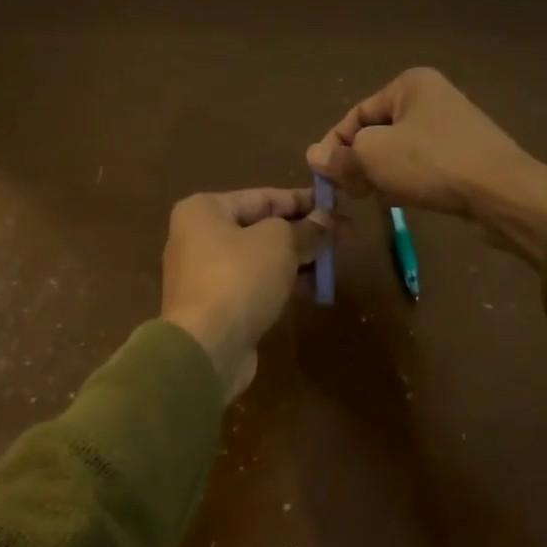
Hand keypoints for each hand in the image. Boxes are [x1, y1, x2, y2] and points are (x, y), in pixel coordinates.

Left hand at [161, 187, 331, 399]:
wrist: (205, 349)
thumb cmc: (239, 279)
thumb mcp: (279, 243)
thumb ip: (305, 229)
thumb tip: (325, 220)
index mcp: (205, 210)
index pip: (264, 197)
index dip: (304, 200)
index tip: (338, 206)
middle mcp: (200, 236)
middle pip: (263, 226)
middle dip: (305, 231)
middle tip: (345, 235)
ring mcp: (207, 273)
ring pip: (262, 257)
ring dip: (298, 258)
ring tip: (334, 263)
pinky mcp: (218, 305)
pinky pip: (256, 284)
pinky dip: (283, 282)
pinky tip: (313, 289)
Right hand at [305, 67, 546, 263]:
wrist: (503, 193)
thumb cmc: (432, 163)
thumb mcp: (374, 156)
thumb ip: (341, 156)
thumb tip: (314, 156)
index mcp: (410, 84)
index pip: (356, 113)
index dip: (335, 145)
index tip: (326, 176)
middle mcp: (432, 98)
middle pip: (378, 132)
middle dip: (360, 161)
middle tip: (353, 191)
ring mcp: (452, 127)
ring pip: (399, 151)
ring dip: (382, 174)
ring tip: (378, 197)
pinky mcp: (465, 155)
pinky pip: (422, 165)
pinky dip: (408, 180)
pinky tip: (404, 199)